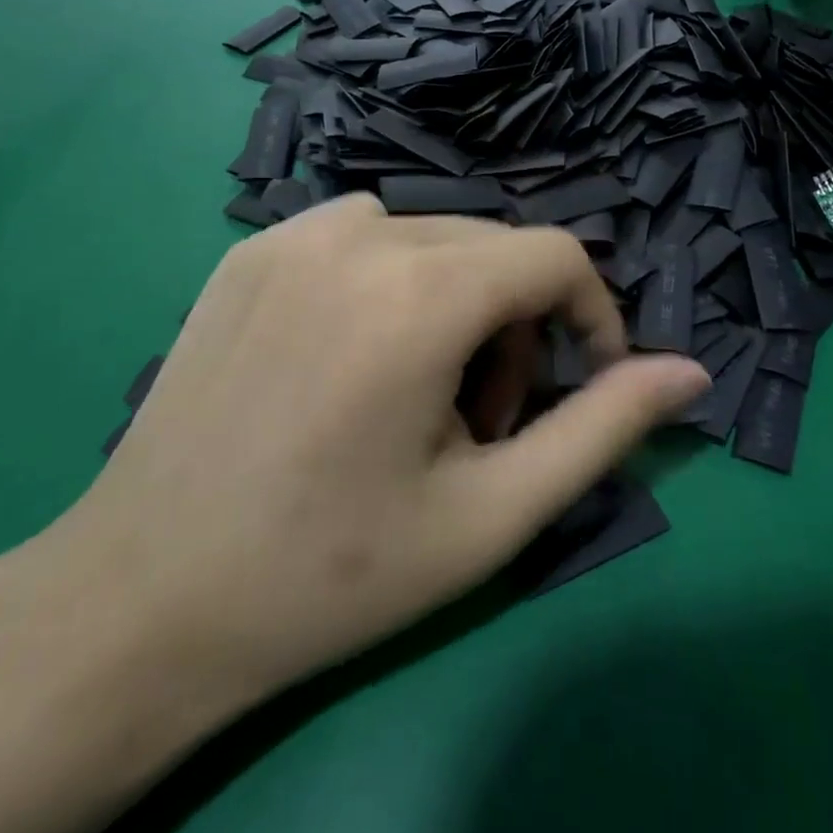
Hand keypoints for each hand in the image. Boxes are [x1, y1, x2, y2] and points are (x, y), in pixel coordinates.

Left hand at [49, 196, 707, 724]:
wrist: (142, 599)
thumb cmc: (332, 572)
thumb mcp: (493, 512)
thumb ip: (602, 427)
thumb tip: (691, 373)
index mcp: (420, 291)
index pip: (555, 255)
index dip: (592, 315)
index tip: (581, 383)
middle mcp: (358, 233)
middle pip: (492, 247)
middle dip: (517, 324)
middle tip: (484, 422)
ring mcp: (292, 233)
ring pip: (431, 237)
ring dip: (457, 299)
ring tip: (419, 393)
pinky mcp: (250, 249)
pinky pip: (361, 234)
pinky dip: (391, 279)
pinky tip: (353, 356)